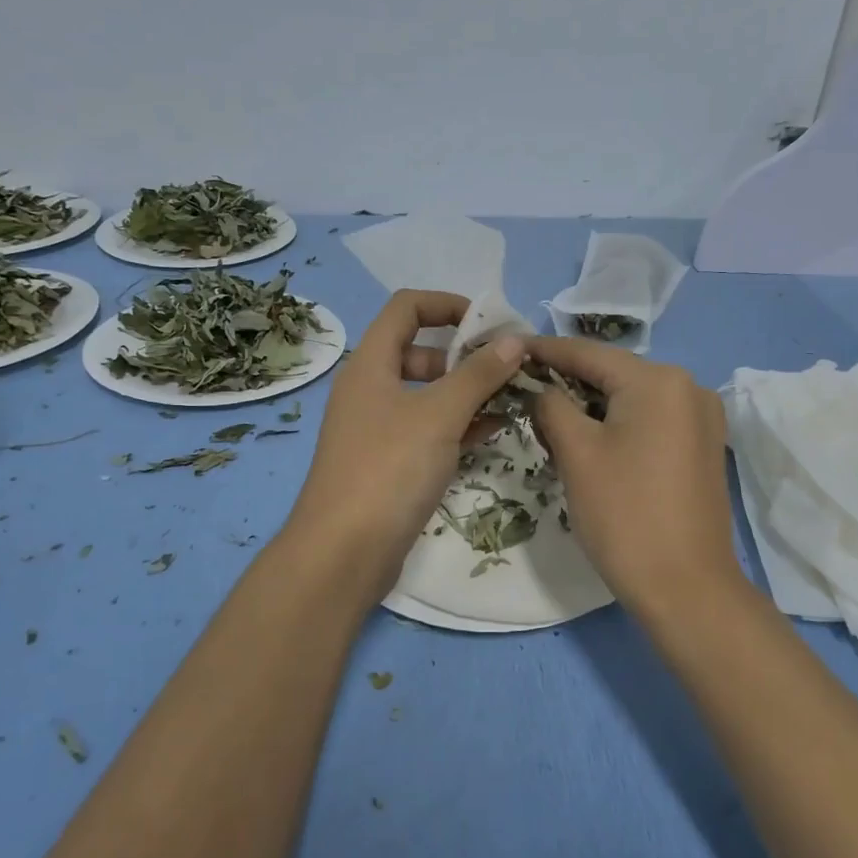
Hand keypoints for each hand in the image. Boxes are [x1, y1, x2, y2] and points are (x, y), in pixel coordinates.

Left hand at [286, 291, 525, 598]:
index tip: (489, 322)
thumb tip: (514, 340)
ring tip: (514, 397)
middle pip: (421, 351)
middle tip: (510, 367)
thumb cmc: (389, 470)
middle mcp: (370, 389)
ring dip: (468, 391)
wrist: (343, 553)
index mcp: (370, 364)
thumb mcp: (440, 415)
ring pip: (429, 394)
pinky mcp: (389, 463)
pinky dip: (460, 424)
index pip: (406, 308)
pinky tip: (496, 430)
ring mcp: (378, 429)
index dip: (448, 304)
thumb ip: (479, 374)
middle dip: (466, 355)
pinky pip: (429, 429)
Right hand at [528, 337, 743, 614]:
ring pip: (632, 399)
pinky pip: (652, 420)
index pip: (589, 353)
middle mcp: (688, 387)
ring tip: (551, 424)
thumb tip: (543, 390)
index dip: (545, 351)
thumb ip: (552, 406)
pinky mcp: (704, 446)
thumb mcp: (577, 454)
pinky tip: (592, 443)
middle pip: (613, 374)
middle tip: (524, 394)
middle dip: (568, 384)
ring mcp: (702, 418)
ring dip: (592, 408)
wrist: (686, 588)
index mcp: (658, 380)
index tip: (510, 349)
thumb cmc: (624, 515)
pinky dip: (619, 425)